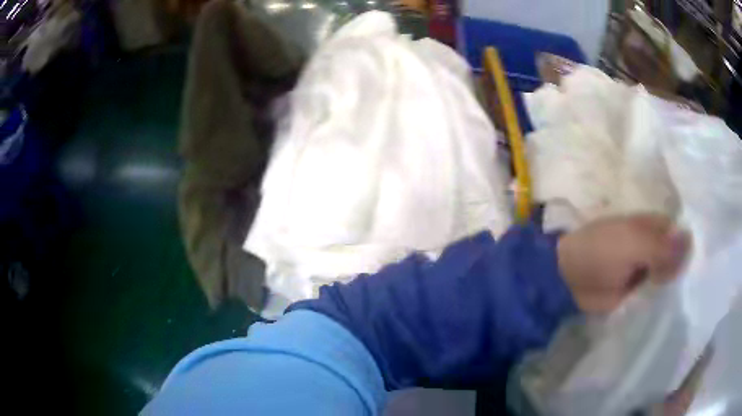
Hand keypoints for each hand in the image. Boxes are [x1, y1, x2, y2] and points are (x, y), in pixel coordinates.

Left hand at [557, 214, 690, 313]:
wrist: (570, 280)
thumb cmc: (601, 252)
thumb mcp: (633, 244)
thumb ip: (661, 246)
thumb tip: (690, 241)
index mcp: (652, 226)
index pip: (679, 232)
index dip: (690, 245)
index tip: (705, 261)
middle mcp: (653, 245)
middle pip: (676, 256)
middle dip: (686, 268)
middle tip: (700, 285)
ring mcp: (646, 269)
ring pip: (668, 275)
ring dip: (676, 285)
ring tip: (693, 298)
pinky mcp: (638, 290)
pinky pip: (656, 293)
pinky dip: (664, 298)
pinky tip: (677, 308)